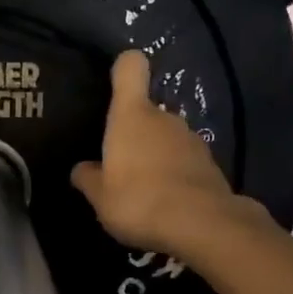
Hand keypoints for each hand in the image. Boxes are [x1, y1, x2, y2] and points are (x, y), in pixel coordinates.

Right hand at [71, 51, 243, 258]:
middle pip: (146, 111)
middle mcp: (164, 118)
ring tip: (143, 189)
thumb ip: (88, 178)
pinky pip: (184, 161)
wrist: (201, 224)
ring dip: (155, 155)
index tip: (114, 82)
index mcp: (132, 116)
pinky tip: (166, 202)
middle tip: (118, 164)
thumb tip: (81, 169)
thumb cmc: (138, 200)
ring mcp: (191, 140)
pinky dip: (175, 175)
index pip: (130, 68)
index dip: (122, 69)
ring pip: (166, 138)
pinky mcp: (210, 164)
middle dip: (134, 132)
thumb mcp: (100, 196)